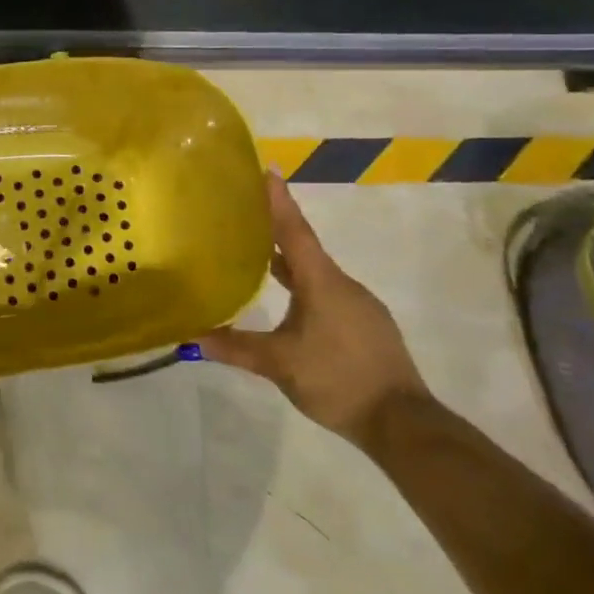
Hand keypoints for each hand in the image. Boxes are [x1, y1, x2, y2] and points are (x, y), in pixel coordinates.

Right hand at [199, 172, 427, 448]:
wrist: (403, 423)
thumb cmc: (337, 380)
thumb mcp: (278, 364)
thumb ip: (235, 347)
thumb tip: (191, 336)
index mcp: (322, 283)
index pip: (294, 232)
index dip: (279, 201)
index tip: (267, 170)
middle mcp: (342, 285)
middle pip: (304, 247)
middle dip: (276, 227)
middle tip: (246, 211)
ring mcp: (358, 305)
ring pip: (316, 272)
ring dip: (288, 260)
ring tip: (257, 253)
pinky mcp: (364, 325)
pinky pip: (327, 292)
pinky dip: (303, 285)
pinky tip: (288, 301)